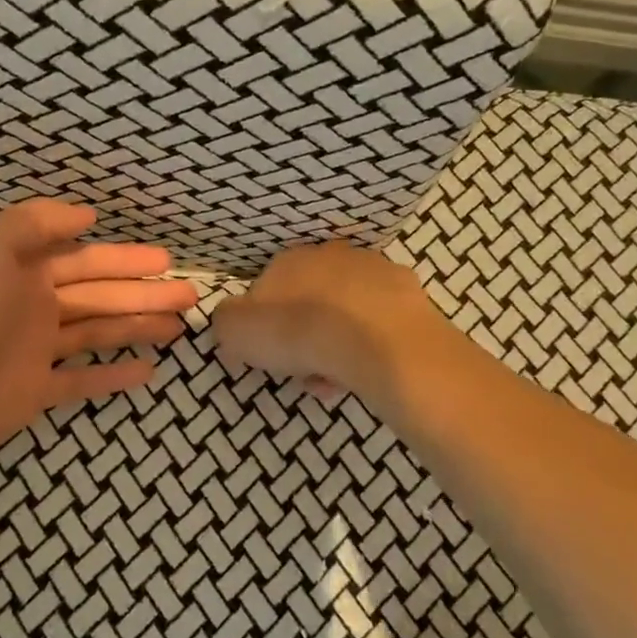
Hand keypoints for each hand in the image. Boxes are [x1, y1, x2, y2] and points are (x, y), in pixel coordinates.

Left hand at [0, 200, 195, 476]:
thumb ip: (34, 224)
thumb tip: (86, 216)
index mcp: (23, 271)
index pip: (85, 260)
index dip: (126, 260)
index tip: (166, 261)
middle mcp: (33, 307)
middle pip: (100, 296)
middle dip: (144, 293)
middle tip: (189, 295)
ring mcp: (35, 352)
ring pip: (97, 334)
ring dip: (138, 328)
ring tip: (178, 327)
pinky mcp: (34, 393)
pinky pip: (81, 381)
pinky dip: (113, 376)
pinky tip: (147, 372)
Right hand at [210, 243, 449, 404]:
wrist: (377, 341)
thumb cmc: (299, 332)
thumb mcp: (236, 331)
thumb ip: (227, 322)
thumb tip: (234, 322)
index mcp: (288, 260)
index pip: (267, 289)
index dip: (265, 326)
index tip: (268, 356)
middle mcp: (331, 256)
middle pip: (308, 301)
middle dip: (303, 337)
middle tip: (301, 373)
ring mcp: (374, 271)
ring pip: (345, 314)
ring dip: (336, 345)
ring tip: (334, 381)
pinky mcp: (409, 294)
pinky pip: (378, 324)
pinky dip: (369, 346)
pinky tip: (365, 372)